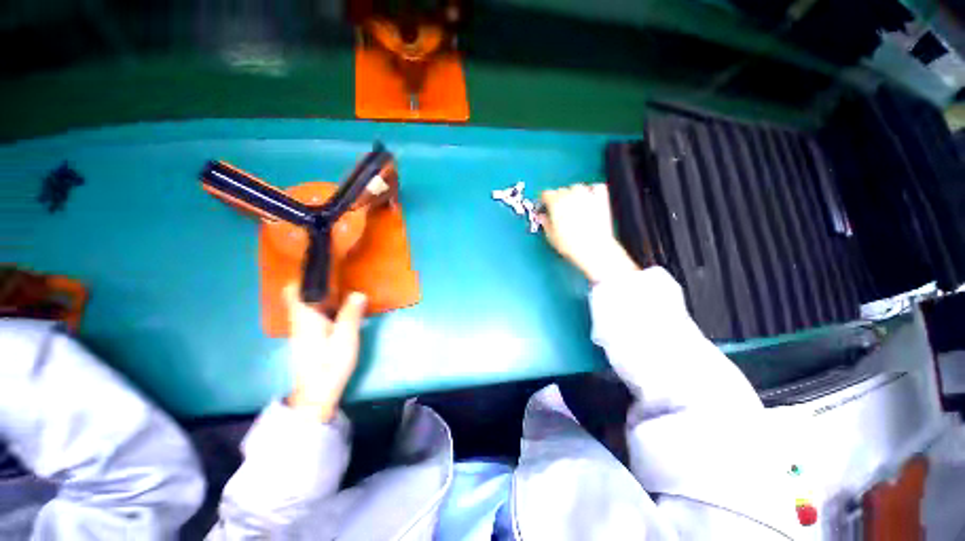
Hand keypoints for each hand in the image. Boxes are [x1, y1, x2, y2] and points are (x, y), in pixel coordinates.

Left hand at [283, 285, 366, 421]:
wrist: (316, 393)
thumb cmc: (330, 364)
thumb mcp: (346, 339)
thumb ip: (351, 314)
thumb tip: (358, 293)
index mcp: (305, 318)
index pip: (293, 291)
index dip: (305, 278)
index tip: (325, 271)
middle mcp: (298, 320)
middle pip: (300, 295)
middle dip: (318, 286)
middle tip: (341, 281)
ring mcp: (301, 330)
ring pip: (307, 305)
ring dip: (324, 297)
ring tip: (346, 294)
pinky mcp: (307, 338)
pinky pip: (313, 315)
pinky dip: (325, 308)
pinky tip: (341, 313)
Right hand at [540, 183, 638, 282]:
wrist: (593, 249)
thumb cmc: (572, 244)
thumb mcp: (551, 236)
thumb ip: (545, 222)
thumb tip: (542, 217)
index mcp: (556, 203)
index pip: (546, 194)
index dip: (544, 200)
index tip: (544, 205)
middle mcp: (571, 196)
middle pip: (560, 190)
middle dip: (557, 198)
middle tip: (557, 210)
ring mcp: (587, 196)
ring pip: (577, 187)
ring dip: (573, 193)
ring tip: (572, 205)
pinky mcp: (601, 200)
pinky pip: (597, 187)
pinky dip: (592, 190)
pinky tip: (589, 197)